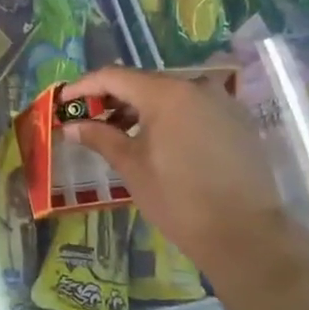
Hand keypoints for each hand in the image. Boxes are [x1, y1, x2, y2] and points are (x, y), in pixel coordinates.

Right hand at [62, 66, 289, 273]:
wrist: (245, 233)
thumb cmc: (178, 198)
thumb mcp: (131, 166)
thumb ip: (100, 137)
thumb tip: (71, 126)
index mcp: (166, 93)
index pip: (113, 77)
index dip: (83, 87)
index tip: (63, 103)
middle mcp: (196, 86)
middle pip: (143, 82)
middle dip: (113, 98)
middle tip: (89, 119)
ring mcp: (222, 101)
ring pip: (170, 94)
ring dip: (142, 108)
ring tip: (120, 133)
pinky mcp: (238, 120)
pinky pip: (194, 108)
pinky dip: (170, 117)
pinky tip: (158, 141)